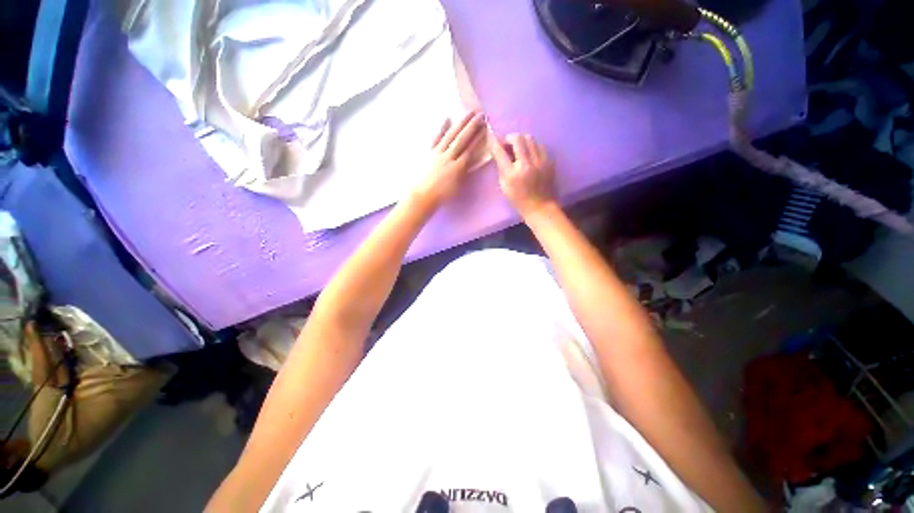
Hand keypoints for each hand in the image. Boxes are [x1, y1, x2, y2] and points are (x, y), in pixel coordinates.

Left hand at [413, 111, 485, 206]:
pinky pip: (436, 138)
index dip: (478, 138)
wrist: (422, 195)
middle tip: (481, 114)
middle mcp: (448, 157)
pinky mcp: (429, 152)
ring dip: (460, 123)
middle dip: (472, 126)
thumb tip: (470, 161)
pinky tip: (447, 118)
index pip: (470, 149)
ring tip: (469, 113)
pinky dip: (441, 128)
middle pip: (462, 139)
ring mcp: (437, 153)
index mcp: (457, 167)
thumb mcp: (457, 187)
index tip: (486, 128)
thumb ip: (464, 173)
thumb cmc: (441, 195)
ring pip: (451, 135)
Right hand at [489, 133, 556, 216]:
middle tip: (506, 144)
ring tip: (518, 147)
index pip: (500, 152)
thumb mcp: (504, 186)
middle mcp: (526, 164)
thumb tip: (499, 152)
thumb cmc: (518, 199)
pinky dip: (531, 145)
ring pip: (530, 138)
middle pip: (517, 139)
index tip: (491, 137)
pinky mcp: (549, 161)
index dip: (494, 142)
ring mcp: (540, 161)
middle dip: (509, 138)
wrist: (540, 206)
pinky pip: (539, 145)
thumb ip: (501, 168)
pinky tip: (529, 152)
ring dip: (521, 140)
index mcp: (512, 174)